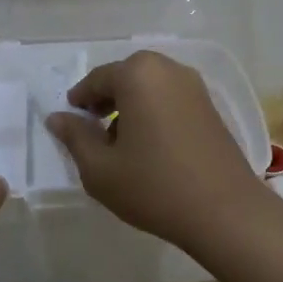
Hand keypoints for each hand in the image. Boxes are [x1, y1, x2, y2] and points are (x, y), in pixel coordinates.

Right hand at [45, 50, 272, 252]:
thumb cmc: (154, 186)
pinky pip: (171, 98)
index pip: (97, 79)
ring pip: (150, 87)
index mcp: (138, 75)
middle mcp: (168, 69)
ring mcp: (195, 86)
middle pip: (126, 77)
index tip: (70, 120)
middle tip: (93, 129)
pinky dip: (154, 111)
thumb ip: (75, 137)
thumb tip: (57, 117)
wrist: (225, 211)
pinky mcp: (211, 106)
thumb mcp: (100, 168)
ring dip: (131, 105)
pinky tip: (150, 146)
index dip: (80, 99)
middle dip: (106, 99)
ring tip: (120, 142)